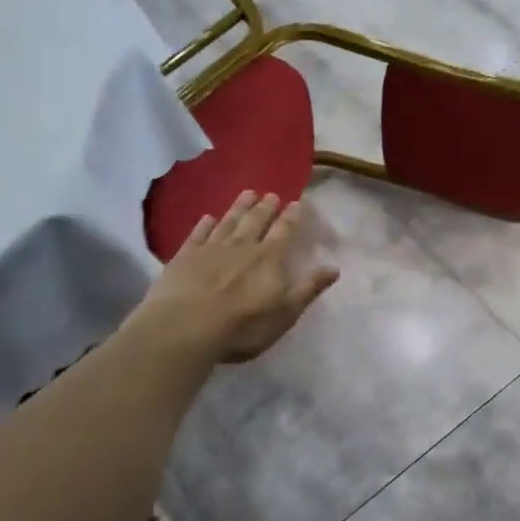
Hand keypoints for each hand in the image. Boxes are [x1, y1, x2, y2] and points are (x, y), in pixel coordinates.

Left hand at [144, 192, 338, 362]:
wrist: (187, 327)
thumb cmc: (243, 325)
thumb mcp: (285, 312)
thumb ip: (308, 288)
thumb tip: (334, 268)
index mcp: (269, 258)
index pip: (284, 232)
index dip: (291, 217)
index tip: (296, 202)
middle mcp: (242, 246)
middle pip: (256, 221)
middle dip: (265, 207)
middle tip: (271, 194)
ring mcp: (211, 249)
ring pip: (229, 222)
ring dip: (239, 207)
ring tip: (248, 193)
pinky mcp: (185, 257)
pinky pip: (197, 234)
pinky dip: (204, 225)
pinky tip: (207, 217)